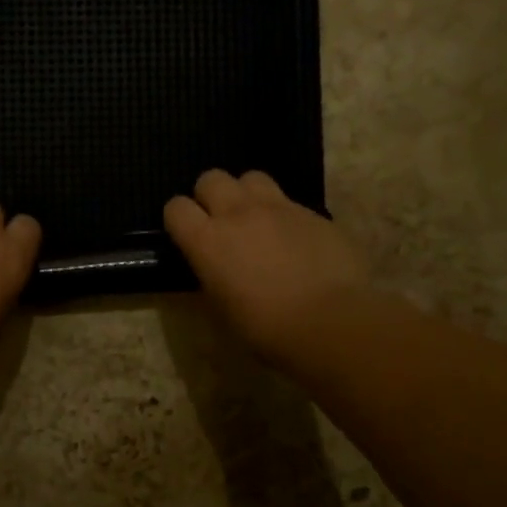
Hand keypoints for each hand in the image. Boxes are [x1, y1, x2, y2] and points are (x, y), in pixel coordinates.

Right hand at [164, 170, 369, 364]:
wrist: (329, 323)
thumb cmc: (265, 328)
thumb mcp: (222, 309)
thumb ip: (212, 276)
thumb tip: (213, 268)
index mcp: (207, 241)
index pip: (176, 208)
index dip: (178, 219)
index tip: (187, 235)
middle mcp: (237, 213)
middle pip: (211, 179)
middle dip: (210, 196)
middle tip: (220, 222)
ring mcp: (278, 208)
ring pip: (251, 178)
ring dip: (247, 194)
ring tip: (256, 219)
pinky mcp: (313, 212)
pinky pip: (289, 201)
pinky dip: (284, 215)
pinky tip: (294, 240)